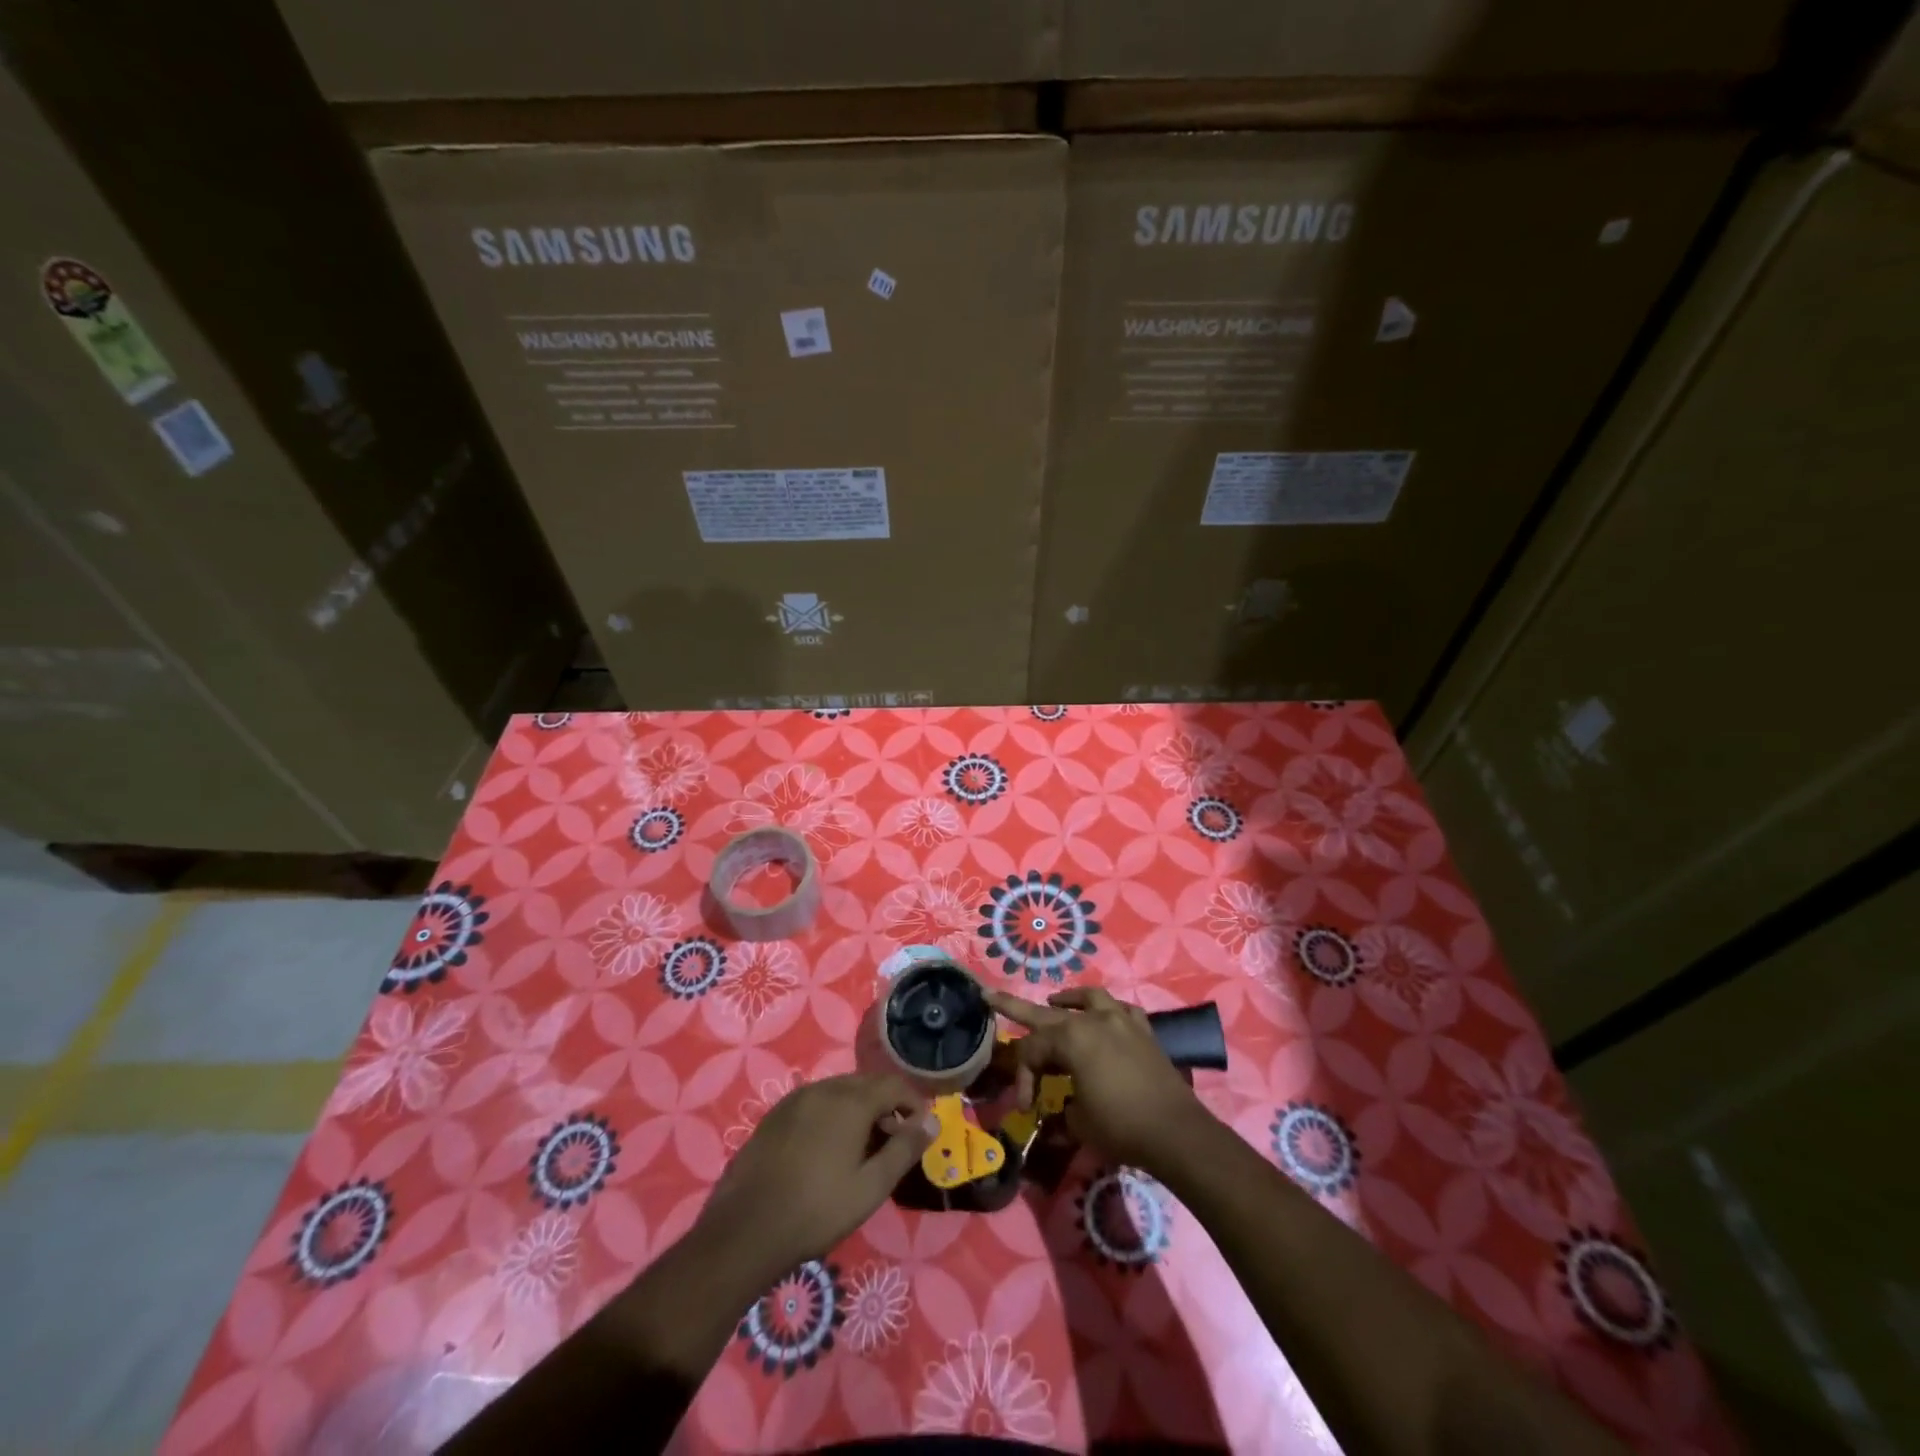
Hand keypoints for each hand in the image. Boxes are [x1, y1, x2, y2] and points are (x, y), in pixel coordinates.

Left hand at [697, 1073, 935, 1274]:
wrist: (744, 1232)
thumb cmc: (817, 1211)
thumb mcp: (871, 1187)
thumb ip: (904, 1149)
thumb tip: (931, 1121)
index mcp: (850, 1101)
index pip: (893, 1085)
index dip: (913, 1102)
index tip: (921, 1129)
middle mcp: (823, 1089)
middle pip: (865, 1084)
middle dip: (886, 1105)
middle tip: (893, 1141)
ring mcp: (794, 1100)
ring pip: (838, 1092)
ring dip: (858, 1109)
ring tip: (862, 1147)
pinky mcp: (773, 1116)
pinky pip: (814, 1103)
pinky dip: (831, 1115)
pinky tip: (826, 1150)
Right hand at [986, 986, 1211, 1174]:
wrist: (1176, 1132)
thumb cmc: (1121, 1126)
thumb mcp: (1079, 1124)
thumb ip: (1060, 1113)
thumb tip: (1054, 1117)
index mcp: (1071, 1039)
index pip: (1032, 1051)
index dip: (1022, 1078)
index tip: (1025, 1107)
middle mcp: (1093, 1020)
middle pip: (1046, 1013)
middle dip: (1015, 1006)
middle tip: (991, 995)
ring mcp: (1121, 1021)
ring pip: (1088, 998)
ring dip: (1069, 999)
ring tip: (1056, 1001)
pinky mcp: (1144, 1032)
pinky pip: (1122, 1010)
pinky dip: (1109, 1011)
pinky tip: (1106, 1017)